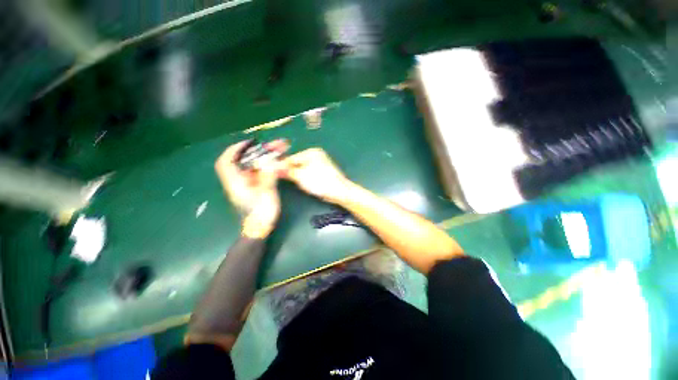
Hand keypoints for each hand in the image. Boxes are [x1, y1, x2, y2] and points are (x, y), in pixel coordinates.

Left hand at [215, 140, 287, 237]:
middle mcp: (237, 181)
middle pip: (240, 162)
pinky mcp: (251, 188)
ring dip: (260, 158)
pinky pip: (255, 173)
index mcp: (235, 182)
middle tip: (265, 146)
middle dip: (252, 151)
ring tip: (273, 151)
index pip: (226, 161)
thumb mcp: (266, 193)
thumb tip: (271, 162)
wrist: (259, 228)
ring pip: (249, 167)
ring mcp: (244, 185)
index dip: (235, 149)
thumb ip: (268, 176)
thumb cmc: (261, 212)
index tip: (248, 143)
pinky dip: (263, 166)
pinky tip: (273, 163)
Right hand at [281, 148, 352, 203]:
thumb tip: (275, 167)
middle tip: (284, 179)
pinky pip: (309, 173)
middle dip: (291, 171)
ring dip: (298, 176)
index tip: (273, 173)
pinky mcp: (323, 172)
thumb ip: (287, 171)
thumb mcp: (301, 176)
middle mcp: (316, 155)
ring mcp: (320, 163)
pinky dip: (305, 178)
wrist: (338, 191)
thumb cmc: (320, 182)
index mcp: (311, 152)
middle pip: (297, 162)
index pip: (291, 158)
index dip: (282, 166)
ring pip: (303, 169)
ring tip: (297, 183)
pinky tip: (306, 184)